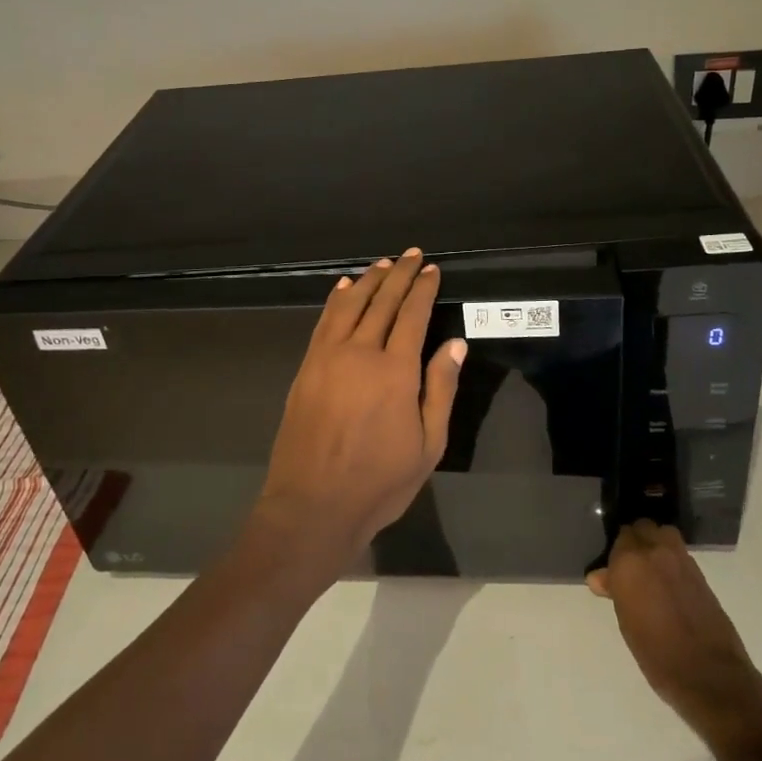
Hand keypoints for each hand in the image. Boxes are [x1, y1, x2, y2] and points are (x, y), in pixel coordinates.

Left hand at [254, 249, 465, 569]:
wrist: (312, 506)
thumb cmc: (379, 482)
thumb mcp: (428, 445)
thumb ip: (441, 389)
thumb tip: (455, 344)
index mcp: (395, 371)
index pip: (413, 315)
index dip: (424, 289)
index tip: (432, 269)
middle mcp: (360, 353)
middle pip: (382, 302)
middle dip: (400, 275)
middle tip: (413, 255)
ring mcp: (327, 358)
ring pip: (350, 305)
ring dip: (369, 280)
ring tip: (384, 264)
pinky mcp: (306, 368)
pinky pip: (324, 322)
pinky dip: (336, 300)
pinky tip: (344, 288)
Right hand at [588, 521, 761, 744]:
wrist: (709, 675)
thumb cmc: (657, 655)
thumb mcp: (627, 624)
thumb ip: (615, 592)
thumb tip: (599, 577)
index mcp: (630, 562)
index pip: (619, 538)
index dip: (615, 553)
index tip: (612, 569)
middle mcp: (655, 551)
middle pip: (642, 528)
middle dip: (634, 541)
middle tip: (629, 566)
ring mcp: (681, 559)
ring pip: (662, 534)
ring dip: (654, 543)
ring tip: (650, 570)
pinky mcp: (700, 572)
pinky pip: (679, 552)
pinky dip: (670, 558)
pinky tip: (668, 582)